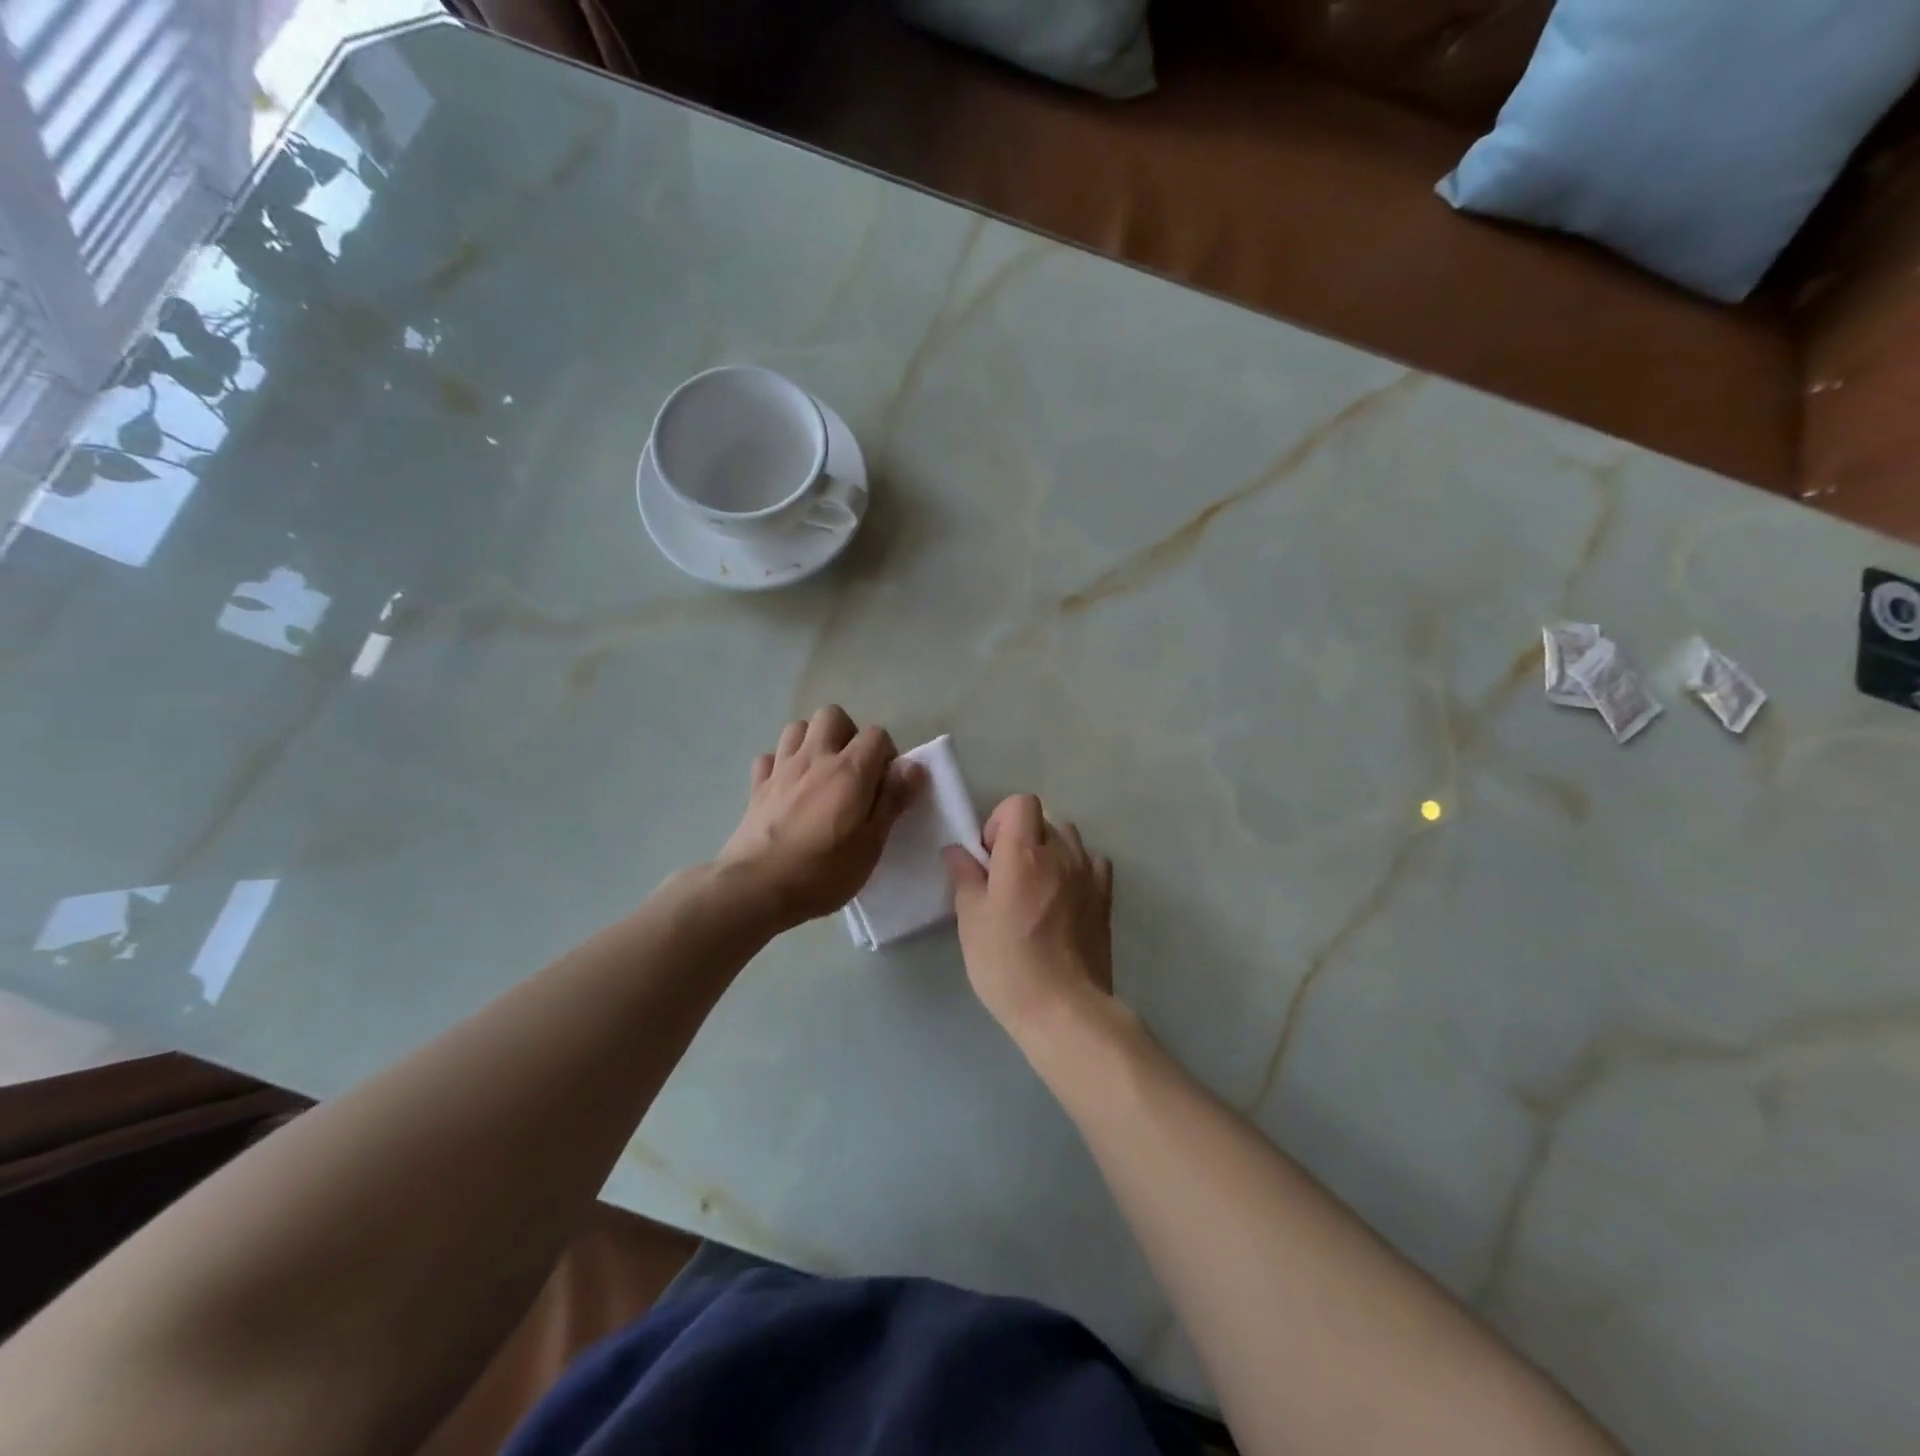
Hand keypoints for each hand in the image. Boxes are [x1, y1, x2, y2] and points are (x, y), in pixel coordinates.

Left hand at [718, 706, 922, 929]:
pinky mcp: (756, 786)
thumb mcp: (871, 843)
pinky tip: (787, 788)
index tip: (885, 785)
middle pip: (832, 715)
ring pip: (797, 728)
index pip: (876, 734)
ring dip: (813, 741)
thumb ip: (892, 800)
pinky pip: (769, 758)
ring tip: (821, 773)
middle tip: (853, 771)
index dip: (886, 755)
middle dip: (847, 734)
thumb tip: (913, 766)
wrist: (756, 887)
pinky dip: (780, 765)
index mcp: (849, 770)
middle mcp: (815, 758)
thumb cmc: (823, 871)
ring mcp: (781, 769)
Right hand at [943, 795, 1114, 1040]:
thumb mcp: (972, 921)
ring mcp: (1088, 875)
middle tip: (1005, 875)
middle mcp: (1061, 854)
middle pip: (1043, 819)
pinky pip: (1093, 863)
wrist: (1065, 1009)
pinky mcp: (1105, 898)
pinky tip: (1065, 896)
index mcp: (1024, 854)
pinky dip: (1078, 868)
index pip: (1021, 803)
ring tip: (1036, 886)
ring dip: (1050, 850)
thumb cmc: (1008, 965)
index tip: (990, 856)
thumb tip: (957, 851)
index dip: (1001, 821)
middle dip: (1022, 836)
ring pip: (1070, 838)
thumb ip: (965, 878)